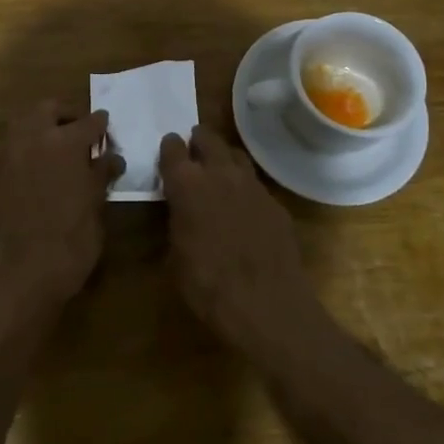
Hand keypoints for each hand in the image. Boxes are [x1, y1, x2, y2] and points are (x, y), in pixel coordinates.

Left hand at [0, 101, 121, 302]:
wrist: (30, 271)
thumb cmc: (74, 238)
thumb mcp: (97, 203)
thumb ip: (101, 172)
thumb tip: (111, 156)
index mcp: (65, 143)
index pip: (89, 122)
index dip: (101, 124)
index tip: (107, 127)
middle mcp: (35, 140)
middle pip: (48, 108)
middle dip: (66, 114)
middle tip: (81, 130)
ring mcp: (12, 156)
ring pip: (25, 123)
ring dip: (43, 126)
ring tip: (61, 146)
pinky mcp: (0, 176)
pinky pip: (15, 147)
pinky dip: (30, 147)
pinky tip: (45, 167)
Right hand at [159, 125, 322, 347]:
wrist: (266, 305)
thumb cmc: (207, 285)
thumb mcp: (175, 257)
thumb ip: (176, 222)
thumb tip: (179, 212)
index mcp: (187, 184)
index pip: (172, 149)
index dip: (168, 148)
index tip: (167, 151)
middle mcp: (220, 174)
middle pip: (208, 138)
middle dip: (198, 141)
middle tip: (193, 151)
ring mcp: (252, 186)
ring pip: (236, 155)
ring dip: (224, 158)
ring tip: (218, 172)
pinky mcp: (276, 203)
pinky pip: (256, 185)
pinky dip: (245, 189)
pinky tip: (244, 208)